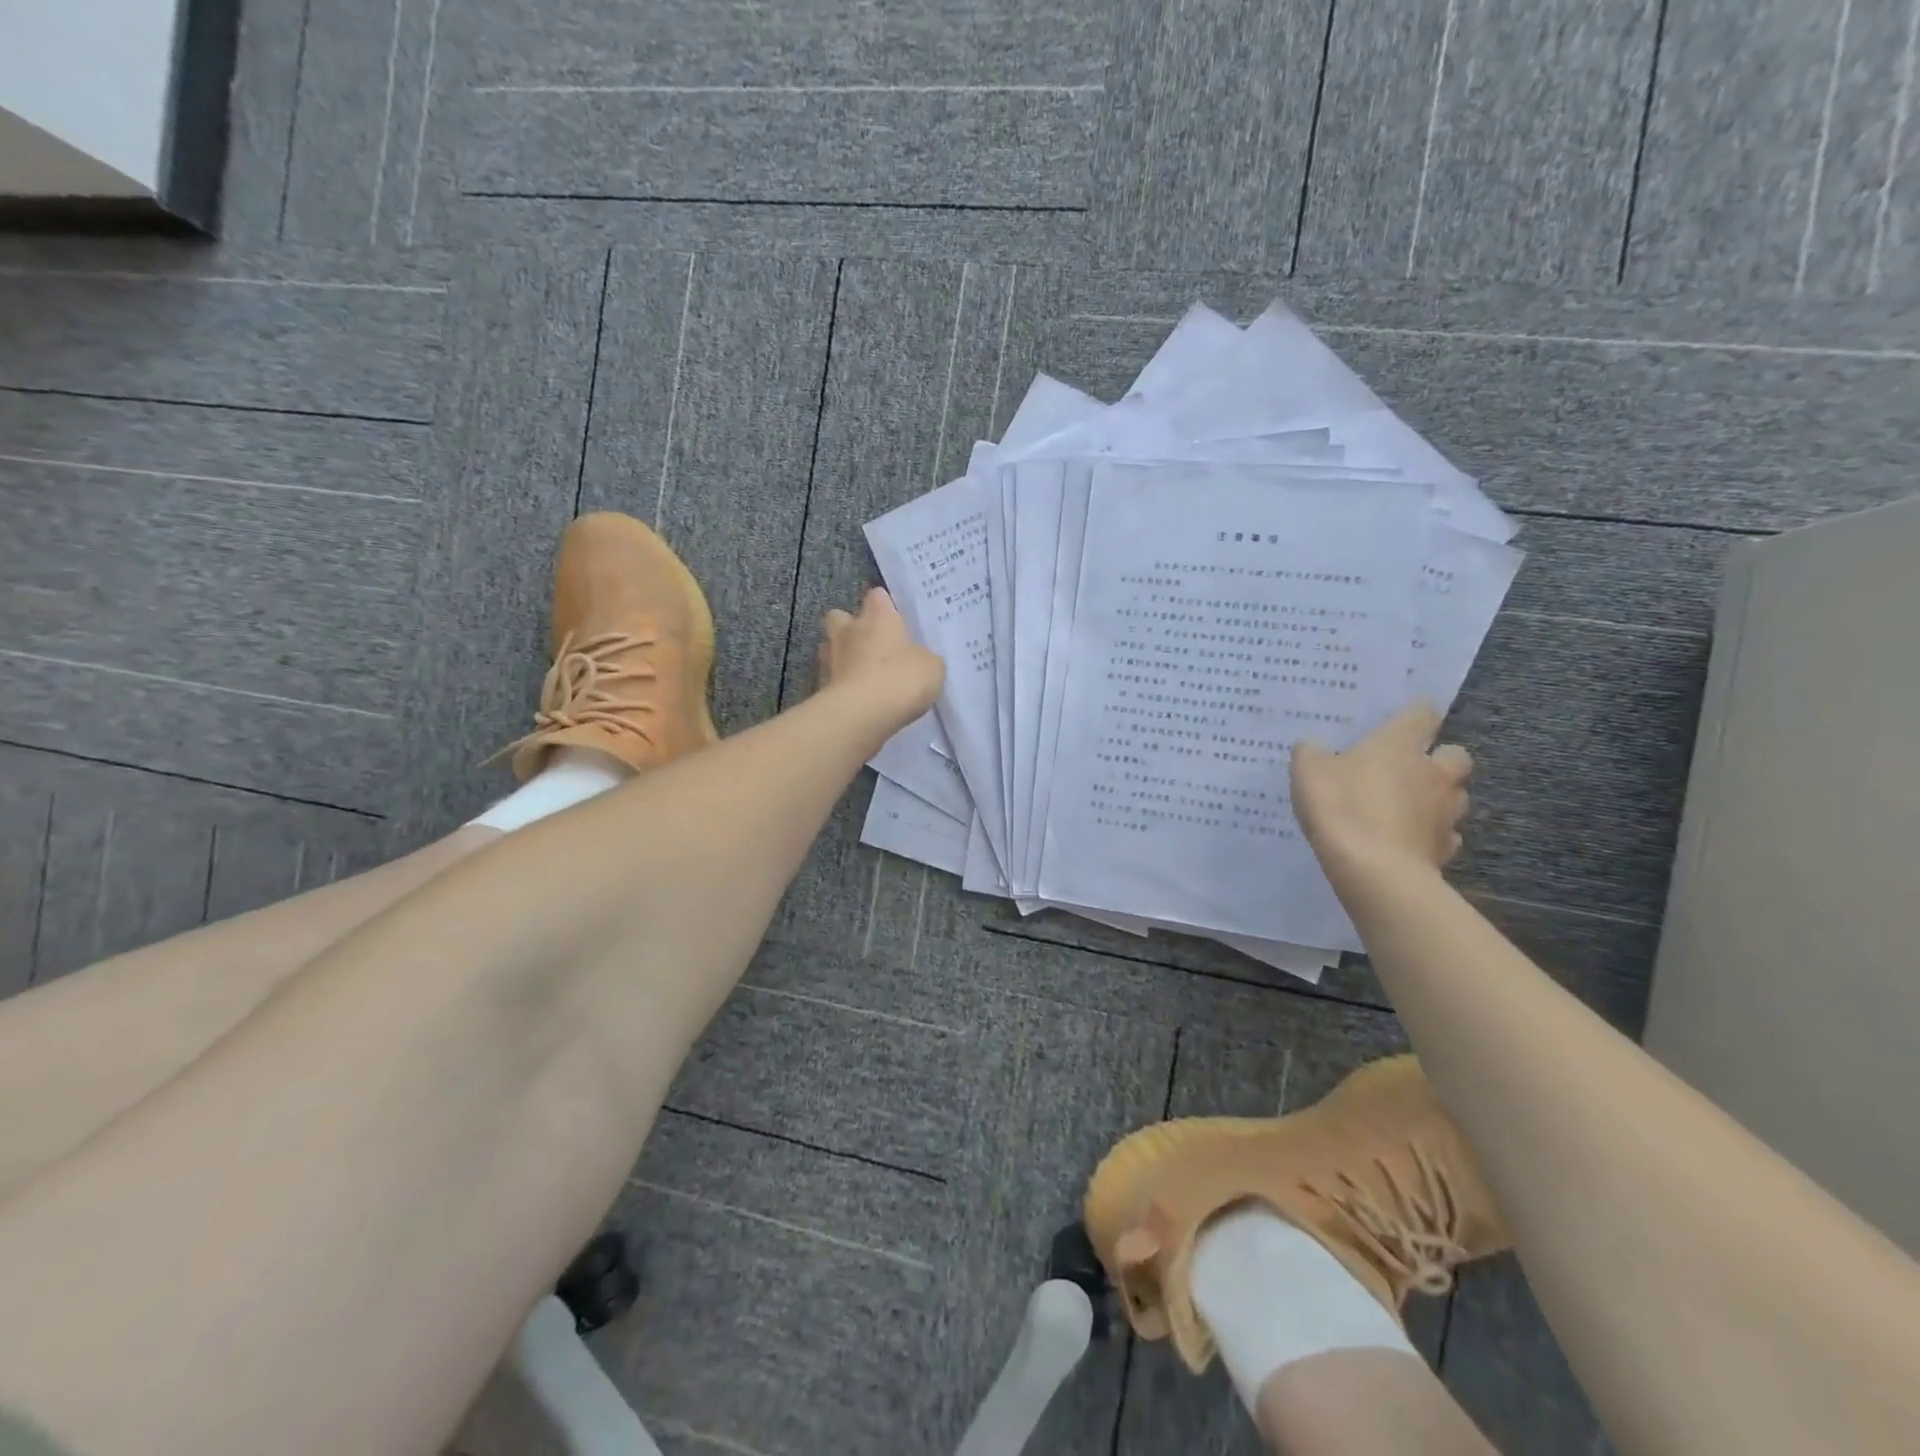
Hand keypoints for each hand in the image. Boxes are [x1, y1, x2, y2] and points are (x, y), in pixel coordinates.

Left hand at [816, 587, 944, 722]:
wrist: (862, 714)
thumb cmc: (901, 679)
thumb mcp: (931, 667)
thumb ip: (923, 657)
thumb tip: (918, 659)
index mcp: (877, 616)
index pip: (877, 596)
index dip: (885, 606)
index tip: (894, 620)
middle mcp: (848, 629)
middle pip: (841, 616)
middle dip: (851, 627)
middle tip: (869, 645)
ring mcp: (829, 657)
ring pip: (830, 646)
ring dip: (842, 656)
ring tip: (860, 674)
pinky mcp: (820, 685)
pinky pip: (830, 677)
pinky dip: (839, 684)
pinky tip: (856, 699)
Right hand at [1290, 700, 1472, 885]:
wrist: (1374, 870)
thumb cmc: (1342, 807)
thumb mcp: (1308, 772)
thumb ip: (1311, 753)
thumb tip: (1314, 745)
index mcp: (1400, 744)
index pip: (1422, 713)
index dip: (1416, 712)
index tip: (1406, 716)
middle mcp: (1432, 772)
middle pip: (1456, 755)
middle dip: (1440, 759)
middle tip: (1411, 768)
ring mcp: (1444, 812)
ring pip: (1457, 796)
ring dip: (1440, 797)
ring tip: (1410, 806)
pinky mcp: (1445, 848)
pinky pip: (1446, 834)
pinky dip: (1432, 833)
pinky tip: (1410, 839)